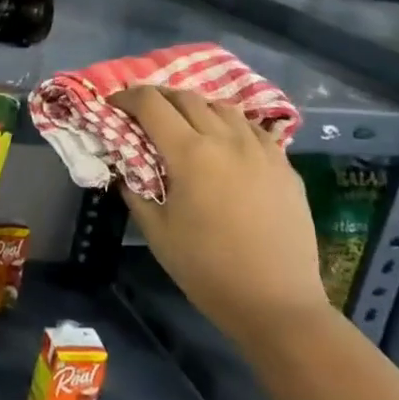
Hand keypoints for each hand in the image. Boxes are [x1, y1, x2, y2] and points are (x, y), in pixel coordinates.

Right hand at [110, 87, 331, 347]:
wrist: (275, 302)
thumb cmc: (205, 268)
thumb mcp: (155, 230)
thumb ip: (134, 189)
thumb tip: (124, 166)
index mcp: (189, 153)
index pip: (150, 104)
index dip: (126, 97)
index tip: (113, 105)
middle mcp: (226, 140)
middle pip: (186, 97)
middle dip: (158, 98)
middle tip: (143, 113)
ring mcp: (261, 150)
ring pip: (222, 107)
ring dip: (195, 108)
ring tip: (184, 126)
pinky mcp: (285, 166)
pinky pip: (252, 129)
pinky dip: (230, 125)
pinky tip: (225, 145)